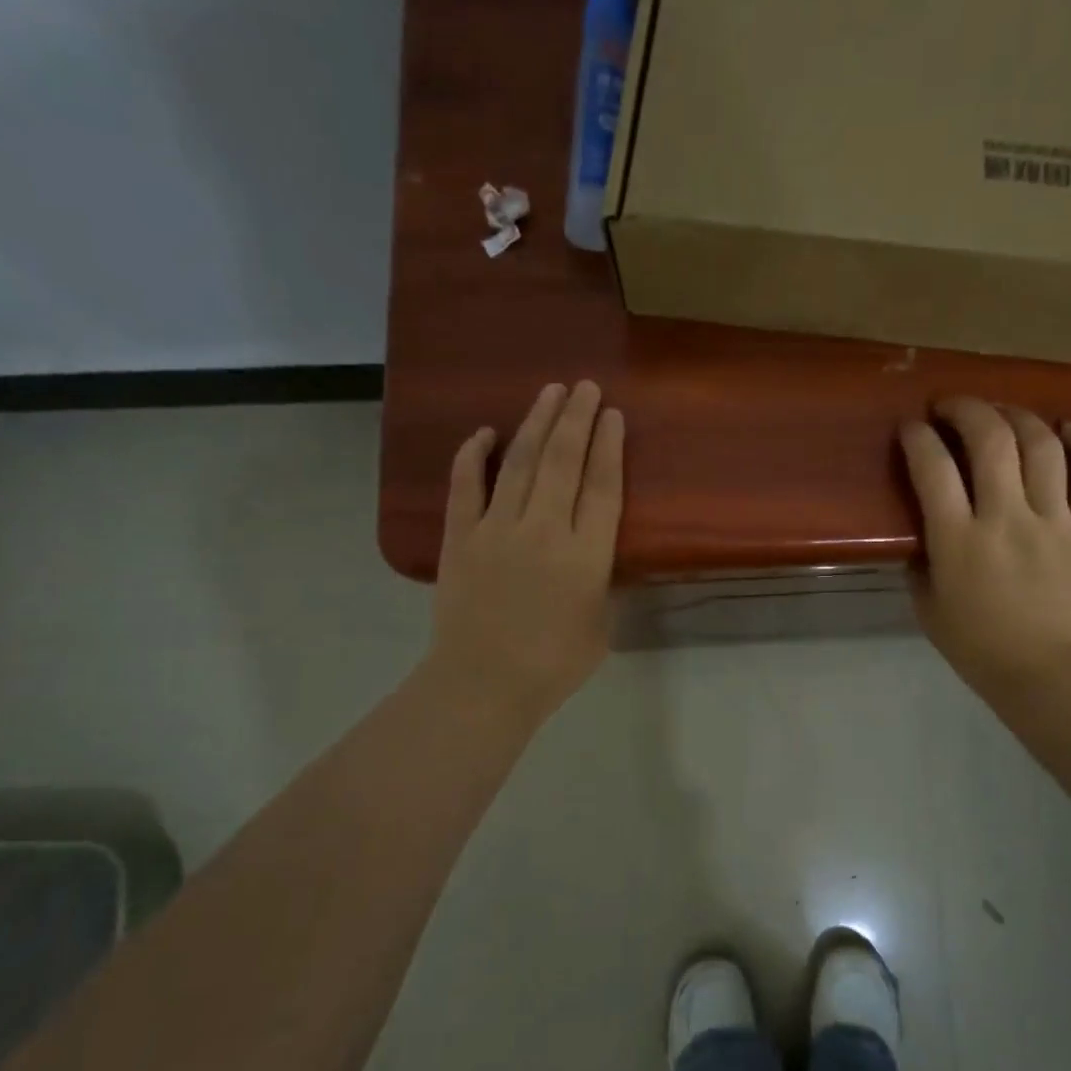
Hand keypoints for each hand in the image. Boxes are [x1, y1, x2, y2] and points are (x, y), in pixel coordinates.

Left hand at [426, 381, 624, 724]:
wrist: (483, 685)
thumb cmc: (552, 665)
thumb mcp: (600, 625)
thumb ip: (600, 581)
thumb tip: (591, 554)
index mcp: (587, 555)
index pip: (602, 486)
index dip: (608, 446)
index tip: (611, 414)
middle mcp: (545, 530)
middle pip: (563, 461)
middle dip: (576, 418)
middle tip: (584, 386)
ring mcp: (497, 529)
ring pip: (520, 463)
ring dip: (536, 423)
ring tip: (549, 392)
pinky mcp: (459, 538)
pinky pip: (465, 486)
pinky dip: (473, 456)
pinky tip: (484, 431)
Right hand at [899, 398, 1070, 701]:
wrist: (1045, 673)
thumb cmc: (976, 644)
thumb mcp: (926, 603)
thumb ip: (921, 557)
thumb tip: (926, 526)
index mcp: (959, 540)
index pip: (933, 469)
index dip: (917, 437)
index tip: (911, 428)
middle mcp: (1007, 518)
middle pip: (992, 440)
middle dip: (967, 409)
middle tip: (952, 406)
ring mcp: (1055, 521)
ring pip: (1043, 446)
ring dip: (1019, 417)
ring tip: (1003, 413)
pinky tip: (1068, 430)